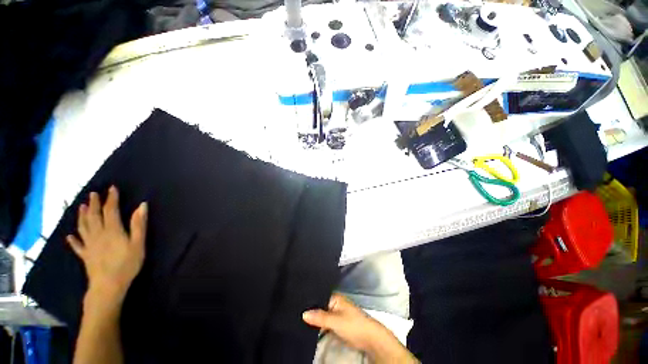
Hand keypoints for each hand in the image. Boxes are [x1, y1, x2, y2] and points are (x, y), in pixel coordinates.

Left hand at [67, 186, 146, 306]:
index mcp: (112, 230)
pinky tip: (70, 236)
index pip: (110, 210)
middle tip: (93, 193)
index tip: (111, 188)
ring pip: (83, 227)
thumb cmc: (127, 263)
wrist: (108, 285)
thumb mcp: (138, 243)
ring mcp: (89, 245)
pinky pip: (77, 245)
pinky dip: (73, 239)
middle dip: (94, 204)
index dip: (111, 198)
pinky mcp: (85, 255)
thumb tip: (142, 206)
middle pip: (94, 216)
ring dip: (82, 216)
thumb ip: (138, 224)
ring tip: (81, 207)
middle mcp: (97, 234)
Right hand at [303, 294, 417, 362]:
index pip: (318, 295)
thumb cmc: (354, 325)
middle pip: (319, 306)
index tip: (295, 301)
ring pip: (321, 315)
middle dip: (310, 310)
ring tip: (298, 318)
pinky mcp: (337, 324)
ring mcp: (336, 314)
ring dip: (314, 318)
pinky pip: (324, 323)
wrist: (370, 339)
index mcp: (335, 298)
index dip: (308, 299)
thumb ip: (320, 317)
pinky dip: (318, 325)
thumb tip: (303, 313)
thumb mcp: (335, 320)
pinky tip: (309, 327)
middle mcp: (334, 304)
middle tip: (294, 312)